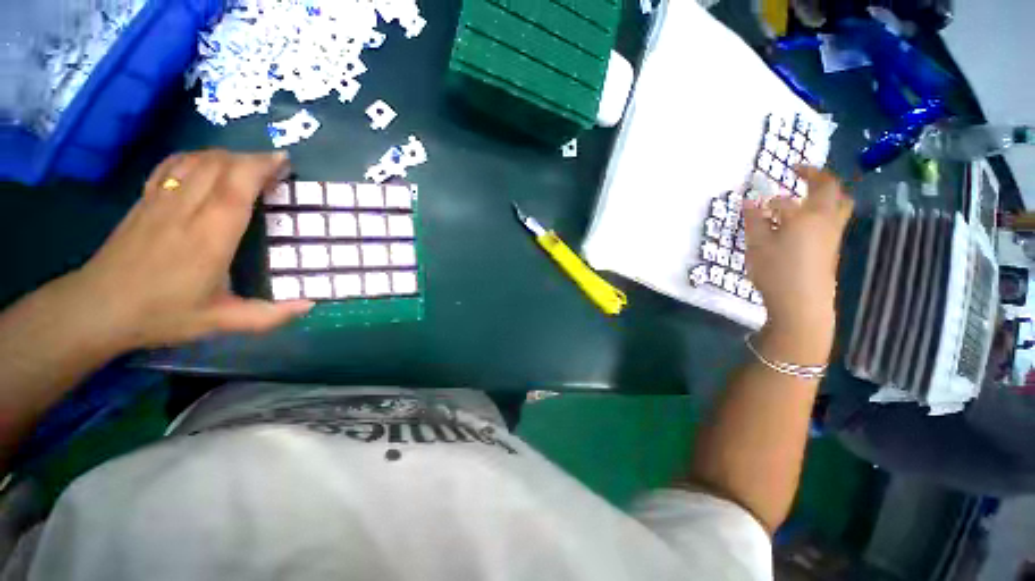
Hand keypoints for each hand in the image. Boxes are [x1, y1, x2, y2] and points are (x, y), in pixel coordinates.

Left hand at [67, 150, 312, 349]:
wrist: (97, 308)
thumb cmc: (162, 314)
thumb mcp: (221, 322)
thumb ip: (268, 315)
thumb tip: (310, 305)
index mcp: (208, 237)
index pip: (236, 187)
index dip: (261, 167)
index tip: (285, 161)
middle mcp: (185, 210)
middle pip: (218, 165)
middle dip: (251, 158)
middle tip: (276, 166)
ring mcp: (161, 201)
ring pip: (196, 160)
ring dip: (227, 156)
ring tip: (248, 165)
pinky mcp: (145, 201)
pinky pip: (173, 165)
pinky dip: (196, 157)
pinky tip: (207, 164)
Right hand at [743, 167, 852, 359]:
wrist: (802, 303)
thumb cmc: (777, 270)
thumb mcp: (757, 245)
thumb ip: (754, 221)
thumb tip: (749, 202)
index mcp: (806, 215)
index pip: (787, 198)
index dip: (771, 197)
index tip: (758, 197)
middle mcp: (825, 219)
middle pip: (832, 189)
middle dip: (817, 176)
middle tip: (800, 172)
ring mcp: (832, 234)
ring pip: (839, 203)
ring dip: (826, 193)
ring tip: (806, 195)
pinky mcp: (832, 248)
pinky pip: (834, 219)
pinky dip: (824, 210)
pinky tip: (804, 222)